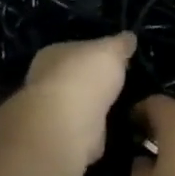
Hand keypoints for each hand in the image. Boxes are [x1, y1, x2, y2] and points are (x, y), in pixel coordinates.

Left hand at [22, 33, 135, 167]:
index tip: (117, 60)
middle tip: (121, 84)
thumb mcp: (111, 50)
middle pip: (75, 78)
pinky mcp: (62, 138)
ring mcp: (52, 112)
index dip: (95, 53)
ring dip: (95, 108)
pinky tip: (113, 129)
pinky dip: (96, 131)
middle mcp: (45, 81)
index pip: (75, 49)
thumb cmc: (85, 77)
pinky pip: (84, 130)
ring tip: (122, 107)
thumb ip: (120, 44)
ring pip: (79, 105)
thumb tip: (129, 37)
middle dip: (94, 82)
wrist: (67, 125)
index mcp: (52, 54)